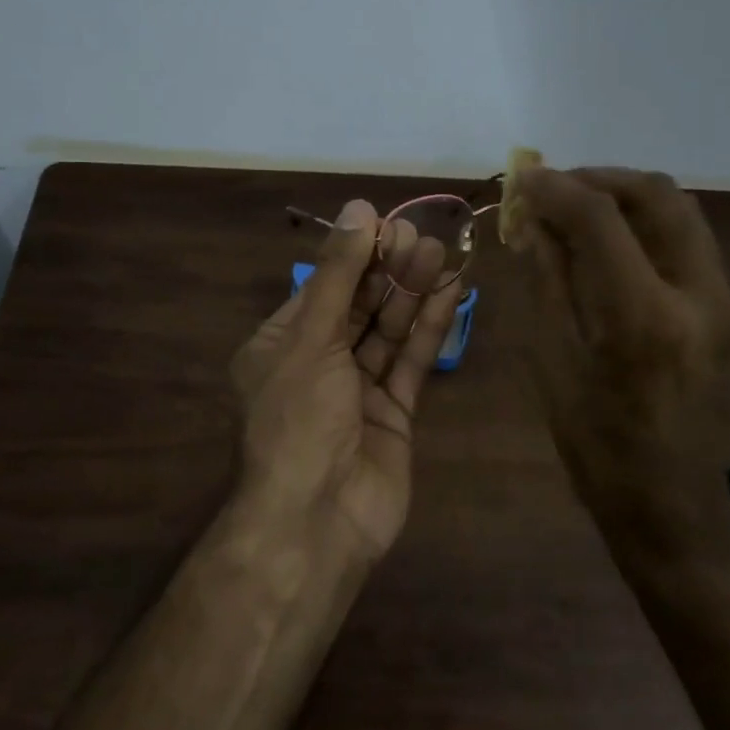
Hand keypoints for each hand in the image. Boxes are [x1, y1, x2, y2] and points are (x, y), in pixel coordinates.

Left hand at [230, 200, 464, 559]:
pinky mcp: (393, 415)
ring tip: (441, 253)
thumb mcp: (310, 339)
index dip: (353, 256)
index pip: (321, 288)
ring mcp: (357, 392)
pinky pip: (410, 363)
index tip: (387, 225)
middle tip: (422, 236)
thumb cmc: (298, 420)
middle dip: (387, 271)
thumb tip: (359, 210)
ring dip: (412, 294)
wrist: (317, 519)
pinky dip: (428, 330)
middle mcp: (317, 365)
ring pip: (388, 332)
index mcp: (280, 346)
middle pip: (357, 307)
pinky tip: (449, 294)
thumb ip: (338, 275)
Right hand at [512, 168, 729, 568]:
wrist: (675, 505)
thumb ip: (548, 284)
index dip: (556, 188)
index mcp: (643, 318)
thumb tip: (534, 224)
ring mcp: (723, 300)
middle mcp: (697, 294)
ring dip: (625, 196)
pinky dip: (645, 224)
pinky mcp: (728, 309)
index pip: (601, 219)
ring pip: (680, 211)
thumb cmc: (598, 448)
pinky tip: (609, 244)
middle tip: (553, 189)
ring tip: (577, 210)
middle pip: (657, 195)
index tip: (522, 179)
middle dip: (599, 179)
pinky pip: (687, 240)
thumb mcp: (555, 366)